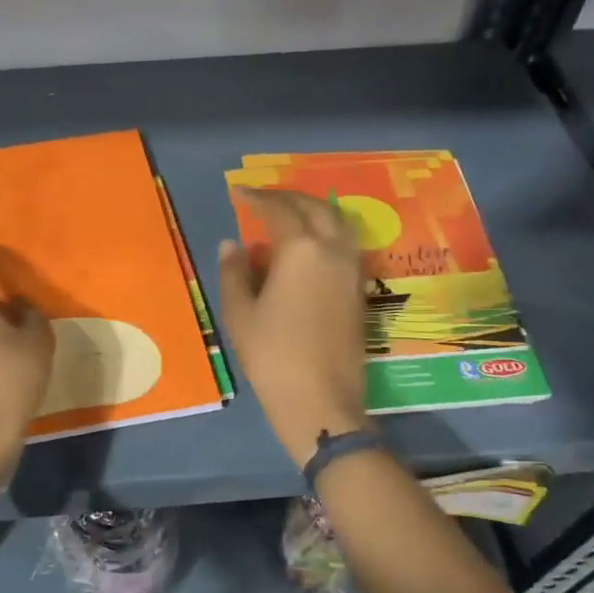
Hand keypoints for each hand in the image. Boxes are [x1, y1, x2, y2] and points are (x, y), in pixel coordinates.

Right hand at [218, 189, 368, 465]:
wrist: (320, 401)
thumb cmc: (272, 355)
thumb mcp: (240, 313)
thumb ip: (235, 272)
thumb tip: (233, 244)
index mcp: (301, 250)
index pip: (278, 210)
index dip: (256, 198)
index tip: (238, 192)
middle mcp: (332, 250)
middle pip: (314, 208)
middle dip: (288, 198)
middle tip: (263, 199)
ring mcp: (352, 270)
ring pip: (338, 222)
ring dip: (313, 210)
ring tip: (289, 215)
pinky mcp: (360, 290)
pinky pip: (346, 244)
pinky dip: (327, 231)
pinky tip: (309, 245)